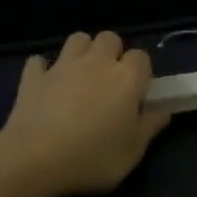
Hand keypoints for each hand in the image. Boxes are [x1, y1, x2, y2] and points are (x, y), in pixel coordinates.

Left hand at [0, 32, 169, 196]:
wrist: (36, 158)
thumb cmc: (93, 158)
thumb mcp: (132, 152)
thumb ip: (149, 128)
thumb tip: (162, 112)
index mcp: (126, 78)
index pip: (141, 56)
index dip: (140, 71)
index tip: (136, 93)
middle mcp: (96, 62)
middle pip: (109, 38)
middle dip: (111, 53)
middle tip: (108, 81)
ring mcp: (62, 65)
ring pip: (77, 39)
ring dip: (81, 52)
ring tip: (80, 77)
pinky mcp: (34, 75)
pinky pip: (39, 61)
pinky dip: (43, 69)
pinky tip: (45, 85)